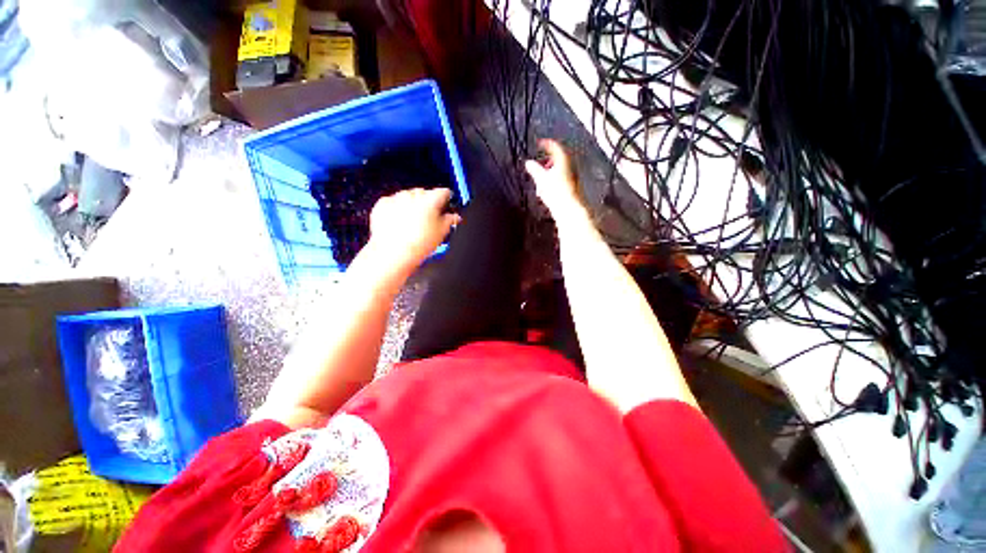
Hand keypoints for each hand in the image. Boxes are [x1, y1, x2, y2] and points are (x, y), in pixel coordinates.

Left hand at [367, 188, 460, 273]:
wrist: (394, 252)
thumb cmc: (417, 244)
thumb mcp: (442, 233)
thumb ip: (450, 220)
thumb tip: (454, 217)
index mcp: (431, 200)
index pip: (444, 192)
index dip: (447, 199)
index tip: (447, 204)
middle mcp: (414, 195)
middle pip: (425, 193)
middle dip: (428, 203)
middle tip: (429, 219)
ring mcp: (397, 198)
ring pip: (408, 197)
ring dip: (412, 205)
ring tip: (413, 224)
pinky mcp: (383, 204)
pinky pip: (393, 202)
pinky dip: (397, 209)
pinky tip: (400, 223)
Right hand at [524, 139, 581, 215]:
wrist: (568, 208)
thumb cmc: (558, 193)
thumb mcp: (541, 179)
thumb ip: (534, 170)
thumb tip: (528, 163)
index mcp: (564, 160)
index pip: (555, 146)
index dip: (546, 144)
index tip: (540, 143)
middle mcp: (570, 167)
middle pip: (558, 159)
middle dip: (547, 161)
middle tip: (539, 163)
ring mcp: (572, 177)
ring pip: (559, 170)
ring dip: (549, 173)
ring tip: (540, 180)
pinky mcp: (571, 188)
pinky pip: (560, 181)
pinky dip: (552, 182)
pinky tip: (546, 191)